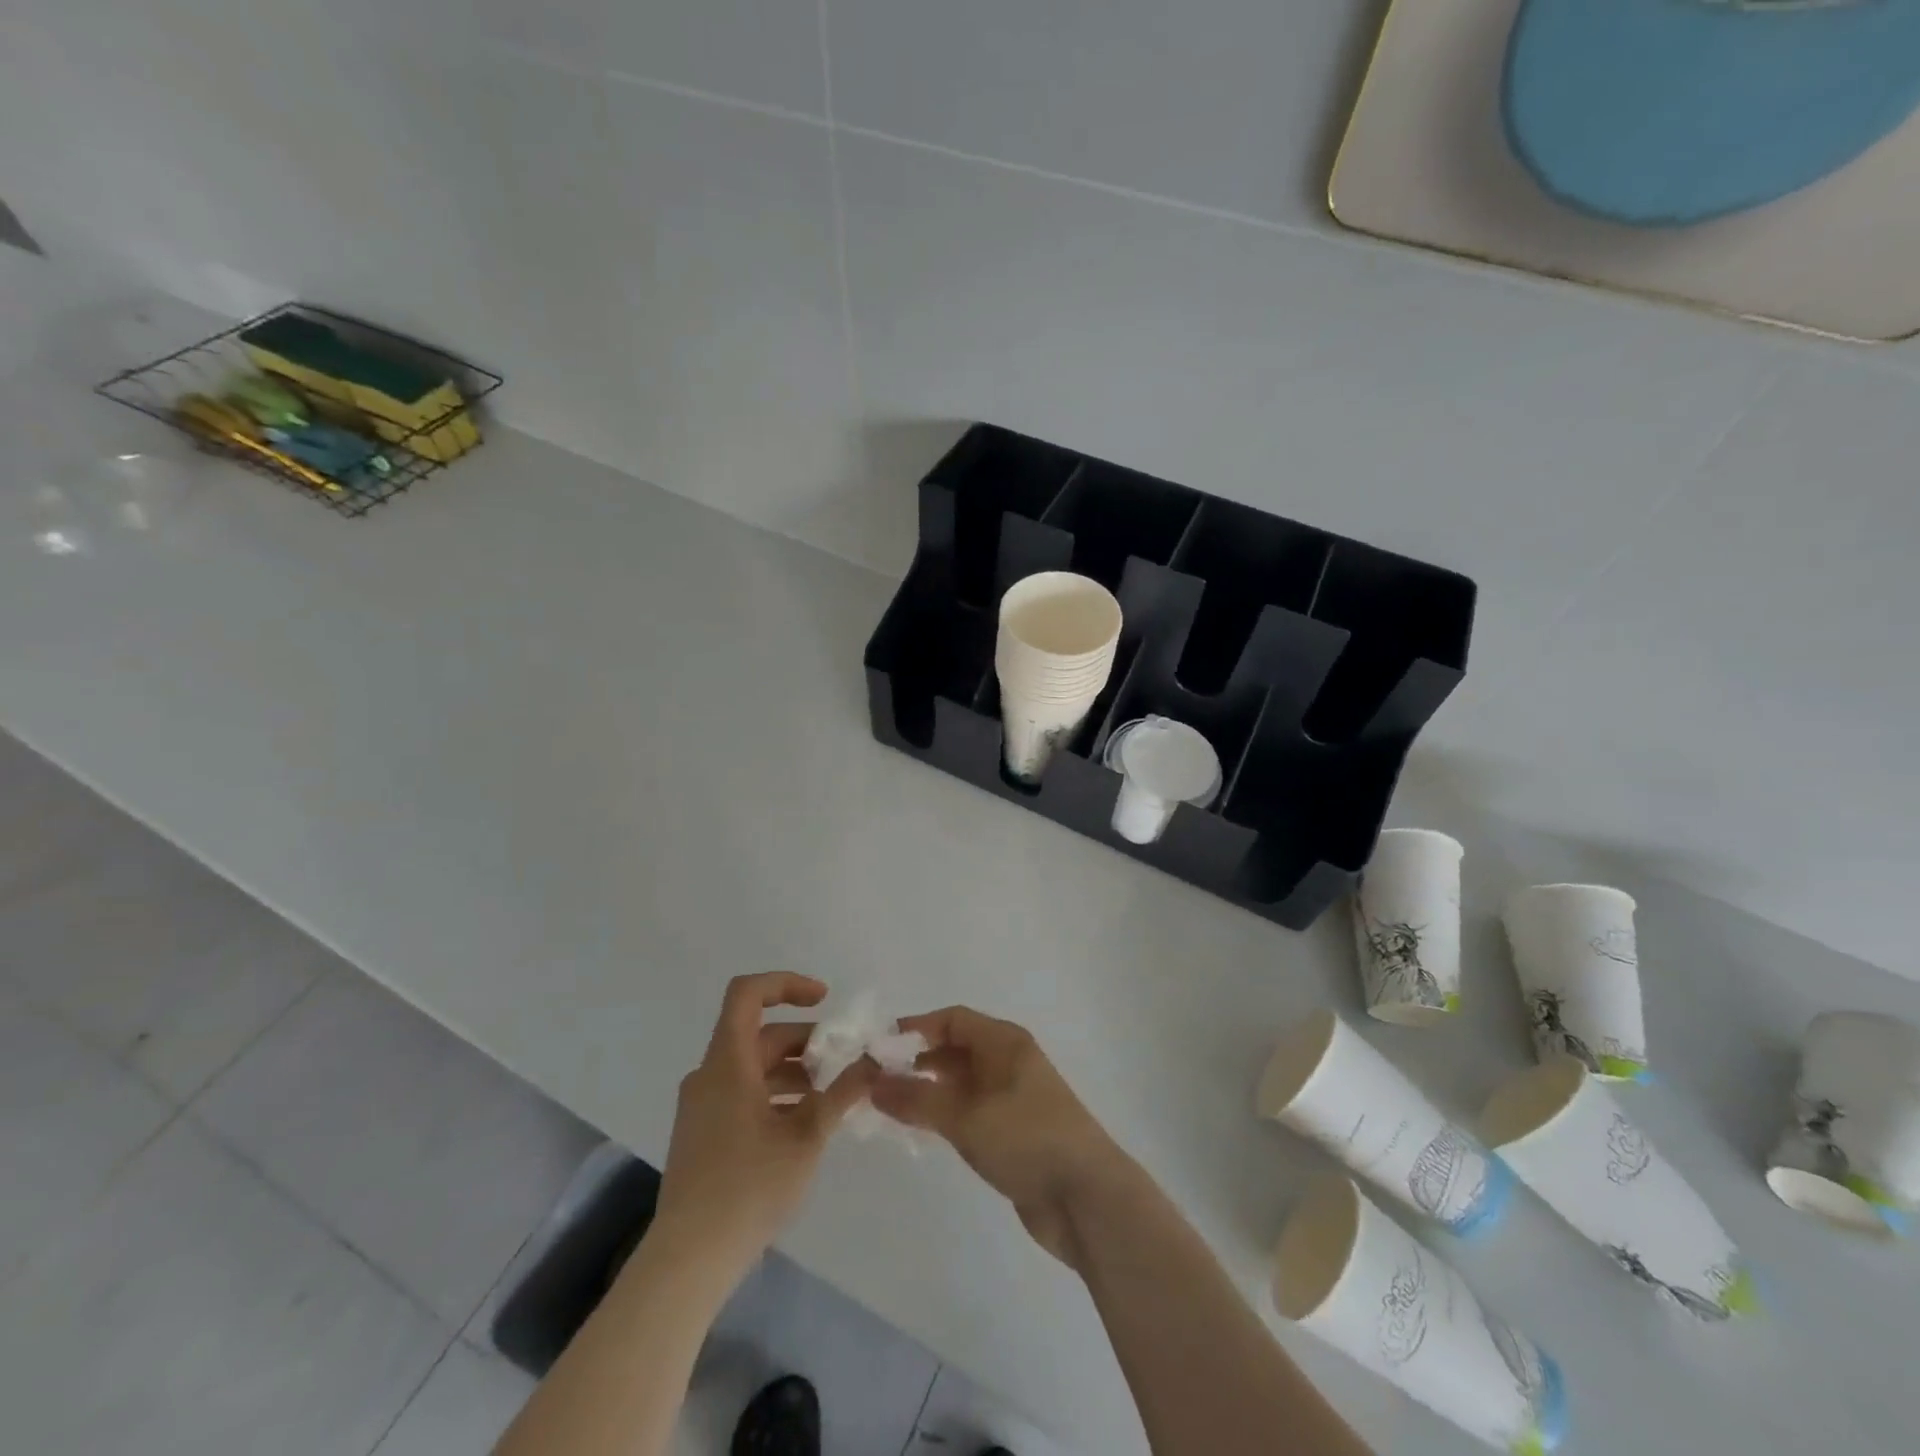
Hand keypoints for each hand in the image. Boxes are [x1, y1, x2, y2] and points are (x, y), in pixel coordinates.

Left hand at [653, 973, 873, 1269]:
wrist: (688, 1260)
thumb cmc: (748, 1188)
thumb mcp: (807, 1136)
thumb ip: (842, 1092)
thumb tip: (874, 1061)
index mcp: (728, 1063)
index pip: (747, 994)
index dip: (786, 984)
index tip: (824, 1000)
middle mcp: (709, 1075)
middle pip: (759, 1035)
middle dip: (805, 1041)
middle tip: (843, 1061)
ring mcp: (702, 1106)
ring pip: (753, 1067)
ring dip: (793, 1071)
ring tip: (831, 1095)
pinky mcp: (702, 1133)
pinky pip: (742, 1093)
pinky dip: (775, 1094)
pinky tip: (804, 1123)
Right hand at [871, 1006, 1127, 1265]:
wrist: (1087, 1198)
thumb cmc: (1027, 1140)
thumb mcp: (966, 1117)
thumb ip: (918, 1098)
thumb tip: (873, 1082)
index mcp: (1005, 1042)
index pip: (953, 1020)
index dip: (916, 1029)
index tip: (878, 1049)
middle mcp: (1009, 1062)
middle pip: (955, 1049)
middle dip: (917, 1061)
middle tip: (876, 1082)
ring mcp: (1013, 1098)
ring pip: (961, 1083)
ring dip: (928, 1091)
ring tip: (889, 1108)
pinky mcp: (1014, 1132)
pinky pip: (970, 1111)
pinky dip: (944, 1115)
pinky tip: (921, 1131)